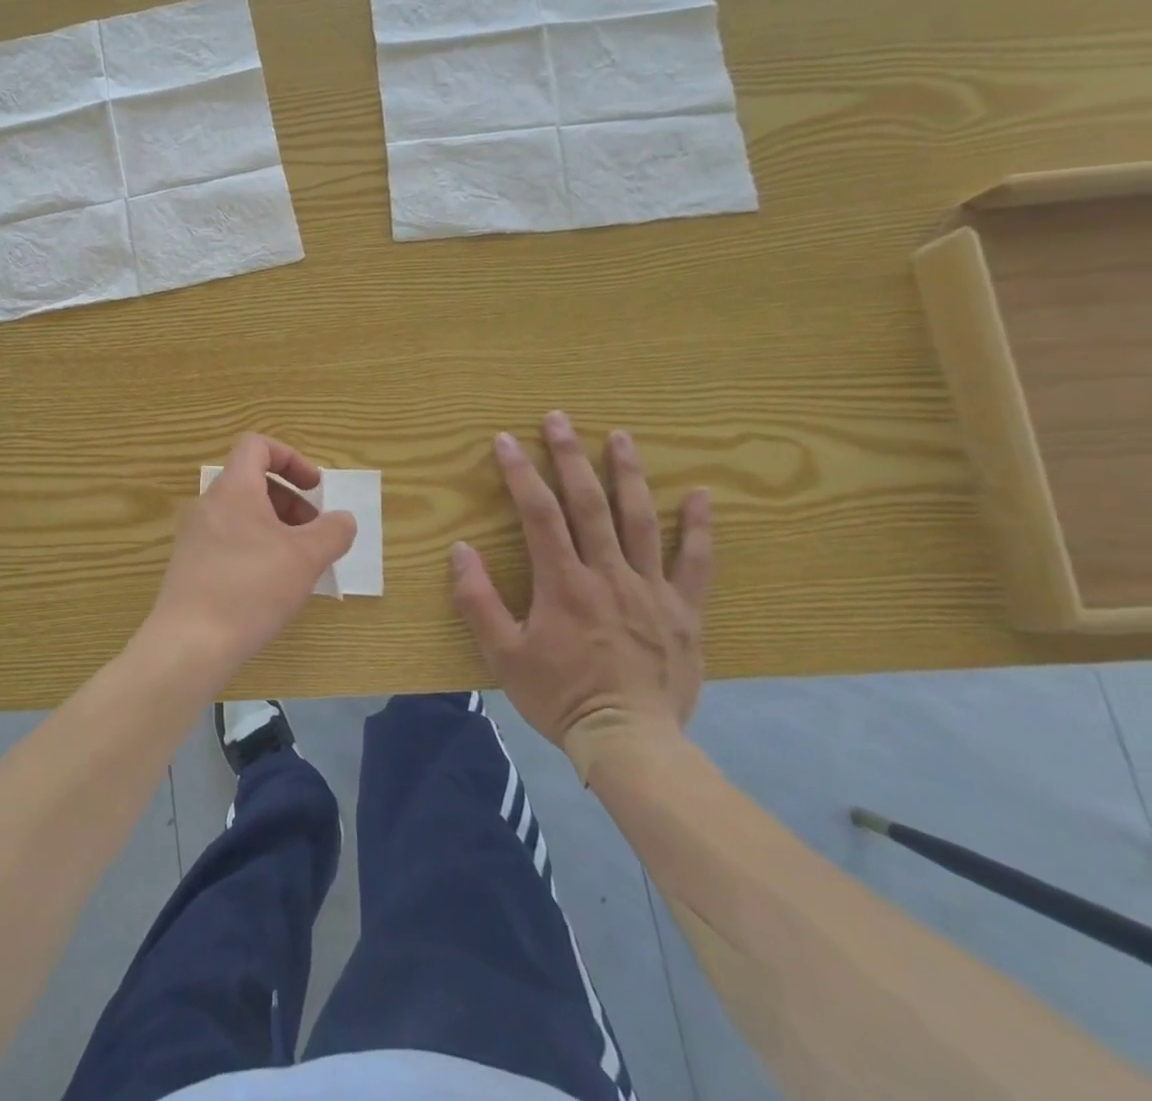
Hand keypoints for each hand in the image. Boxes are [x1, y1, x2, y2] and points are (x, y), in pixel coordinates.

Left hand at [141, 433, 356, 689]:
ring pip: (241, 514)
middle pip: (252, 481)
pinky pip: (228, 540)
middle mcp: (208, 504)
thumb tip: (343, 520)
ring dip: (275, 528)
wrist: (190, 642)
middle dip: (290, 501)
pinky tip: (271, 586)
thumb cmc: (251, 588)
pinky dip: (255, 548)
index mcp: (233, 488)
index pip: (256, 446)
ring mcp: (194, 535)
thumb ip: (332, 532)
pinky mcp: (189, 564)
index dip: (291, 458)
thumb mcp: (305, 558)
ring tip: (298, 564)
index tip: (315, 488)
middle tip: (314, 534)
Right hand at [450, 412, 711, 780]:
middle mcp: (609, 575)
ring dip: (628, 474)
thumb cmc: (560, 697)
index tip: (505, 441)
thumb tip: (461, 550)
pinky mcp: (684, 611)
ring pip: (641, 520)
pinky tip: (701, 495)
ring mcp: (651, 590)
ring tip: (621, 436)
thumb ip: (479, 601)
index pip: (540, 514)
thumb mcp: (503, 655)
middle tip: (559, 419)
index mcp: (564, 584)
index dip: (521, 474)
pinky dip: (698, 527)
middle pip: (590, 504)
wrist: (632, 744)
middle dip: (571, 456)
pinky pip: (695, 562)